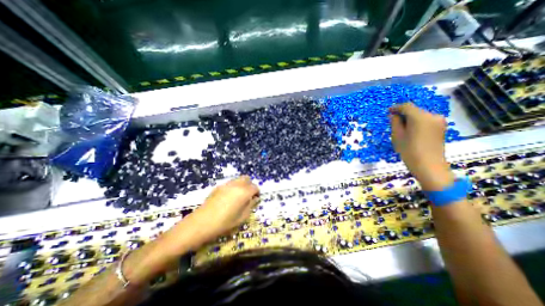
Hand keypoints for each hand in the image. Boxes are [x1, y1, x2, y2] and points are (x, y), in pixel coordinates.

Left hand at [166, 176, 258, 251]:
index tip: (255, 199)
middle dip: (250, 185)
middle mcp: (236, 185)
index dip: (257, 192)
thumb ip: (251, 206)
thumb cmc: (225, 222)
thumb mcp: (242, 217)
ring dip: (242, 185)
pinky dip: (234, 186)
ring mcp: (227, 184)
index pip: (255, 187)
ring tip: (239, 196)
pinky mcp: (219, 187)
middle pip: (247, 179)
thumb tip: (255, 199)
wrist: (202, 222)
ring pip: (238, 179)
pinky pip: (230, 183)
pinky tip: (229, 197)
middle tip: (248, 196)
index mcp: (244, 192)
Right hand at [387, 103, 455, 188]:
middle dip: (403, 114)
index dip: (396, 107)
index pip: (406, 106)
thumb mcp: (397, 136)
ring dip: (410, 119)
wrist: (429, 166)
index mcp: (420, 117)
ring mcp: (439, 121)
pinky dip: (417, 123)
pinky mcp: (441, 127)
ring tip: (401, 127)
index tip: (388, 111)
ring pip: (420, 115)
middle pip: (415, 110)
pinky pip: (426, 121)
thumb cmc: (409, 151)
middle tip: (393, 120)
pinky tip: (411, 130)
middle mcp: (432, 115)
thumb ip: (395, 122)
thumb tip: (393, 115)